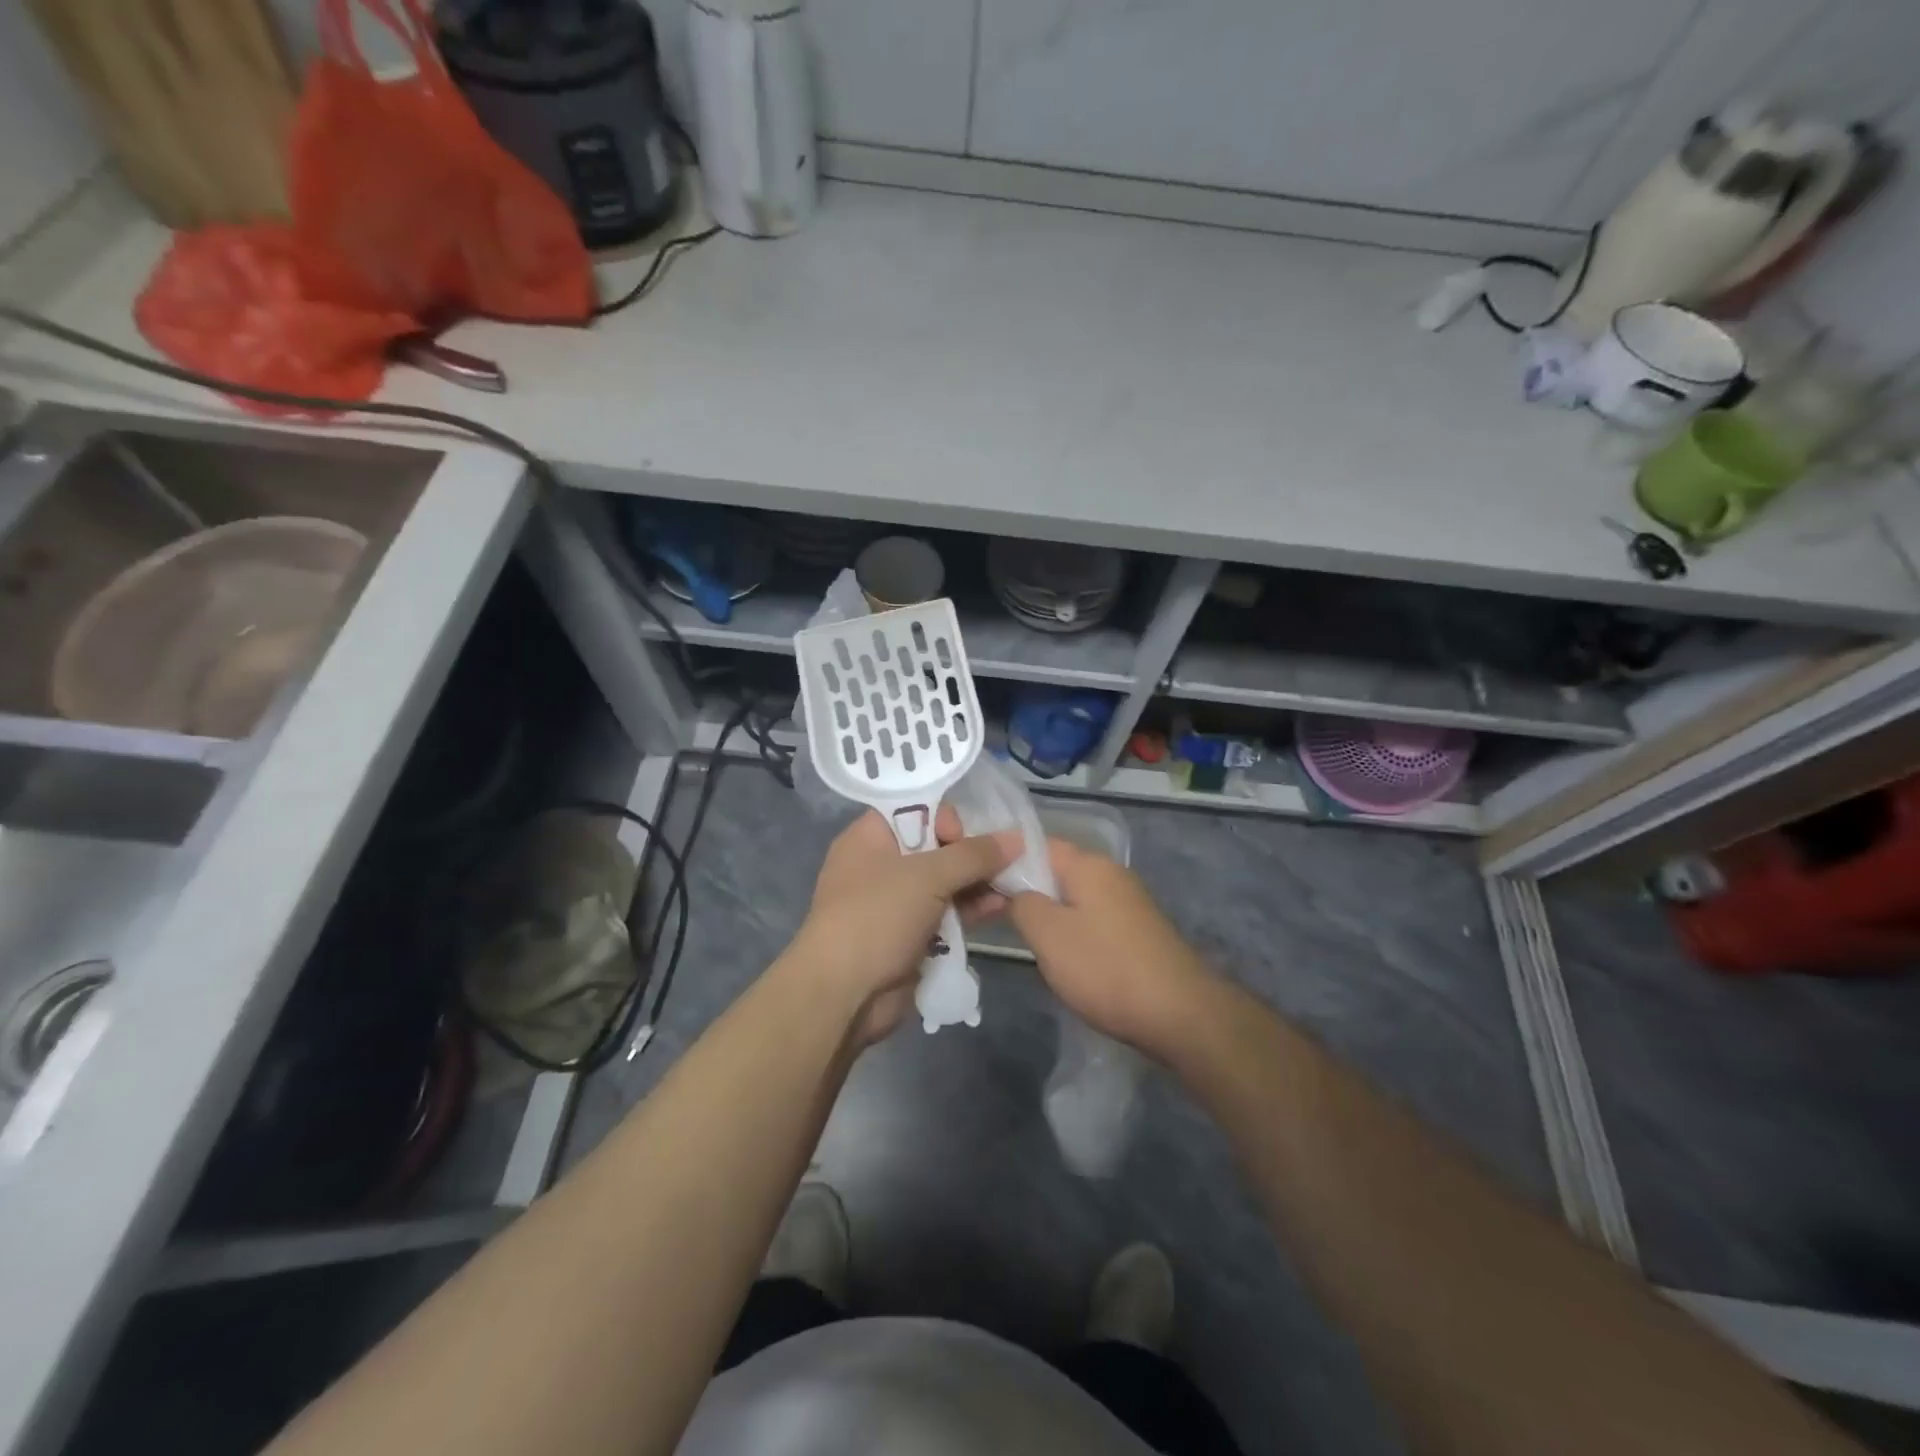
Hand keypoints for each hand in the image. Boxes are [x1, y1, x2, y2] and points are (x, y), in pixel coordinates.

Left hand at [785, 807, 1017, 1044]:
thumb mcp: (928, 876)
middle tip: (1006, 861)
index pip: (915, 809)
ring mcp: (895, 903)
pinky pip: (946, 913)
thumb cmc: (878, 916)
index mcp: (870, 837)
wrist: (844, 993)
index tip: (964, 836)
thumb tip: (1017, 838)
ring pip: (945, 883)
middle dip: (973, 853)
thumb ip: (975, 855)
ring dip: (978, 883)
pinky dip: (970, 910)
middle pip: (936, 846)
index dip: (945, 817)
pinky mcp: (910, 936)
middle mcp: (881, 865)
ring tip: (1014, 884)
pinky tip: (1001, 908)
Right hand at [1007, 839, 1219, 1055]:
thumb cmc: (1105, 968)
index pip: (1034, 843)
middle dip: (1023, 887)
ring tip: (1019, 935)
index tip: (976, 881)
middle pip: (1054, 869)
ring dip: (1046, 912)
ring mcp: (1127, 901)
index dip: (1002, 859)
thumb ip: (1021, 903)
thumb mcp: (1048, 935)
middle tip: (990, 912)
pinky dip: (1070, 929)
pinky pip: (1091, 917)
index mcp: (1088, 864)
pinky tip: (1059, 955)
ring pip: (1072, 895)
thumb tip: (1015, 892)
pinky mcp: (1136, 929)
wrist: (1180, 1013)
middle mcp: (1110, 872)